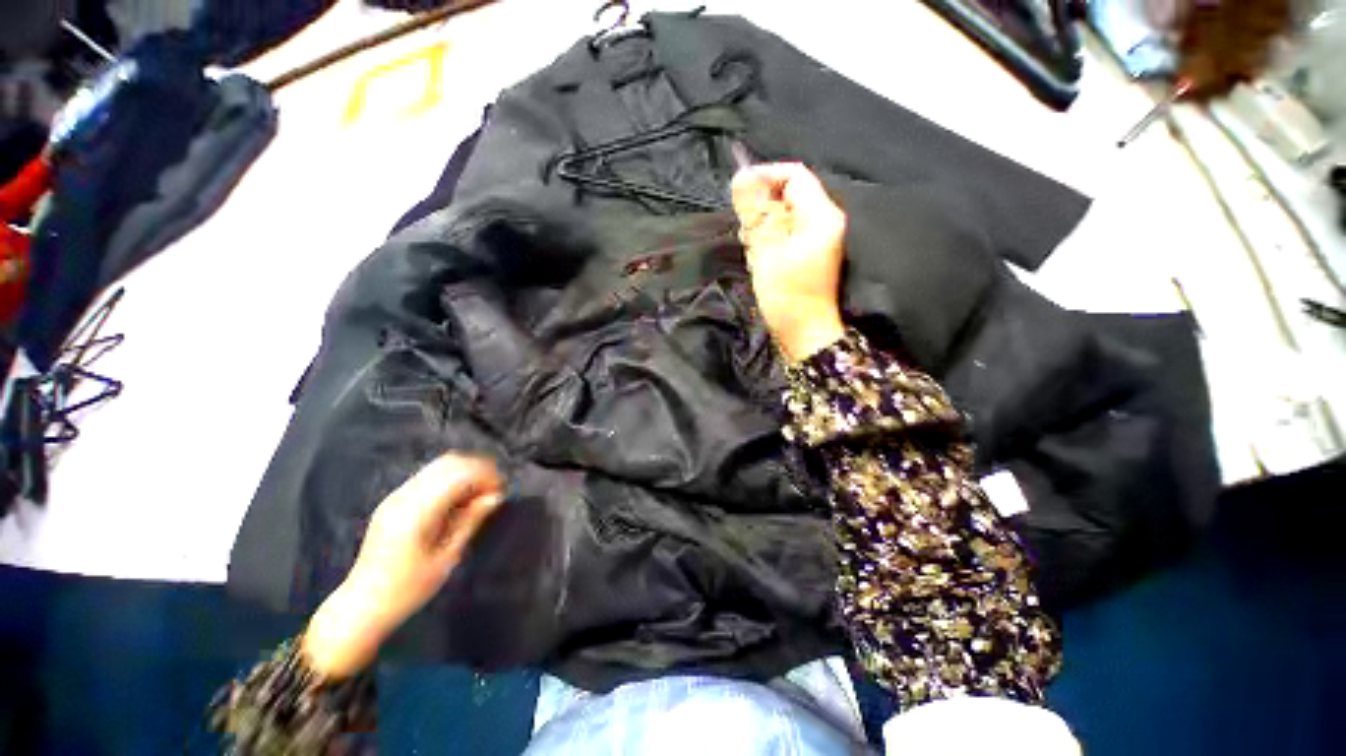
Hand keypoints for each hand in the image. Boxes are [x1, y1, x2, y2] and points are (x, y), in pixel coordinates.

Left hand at [302, 454, 503, 678]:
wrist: (362, 605)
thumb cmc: (408, 589)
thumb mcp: (446, 557)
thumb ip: (470, 520)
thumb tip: (496, 496)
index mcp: (417, 511)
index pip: (460, 474)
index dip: (486, 476)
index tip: (501, 491)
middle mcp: (405, 496)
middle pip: (450, 462)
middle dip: (478, 469)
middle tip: (494, 490)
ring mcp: (396, 496)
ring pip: (439, 465)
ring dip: (465, 471)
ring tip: (480, 493)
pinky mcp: (394, 500)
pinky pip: (429, 475)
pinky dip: (451, 477)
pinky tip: (460, 497)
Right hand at [731, 163, 846, 360]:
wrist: (804, 333)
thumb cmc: (787, 295)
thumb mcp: (767, 251)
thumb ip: (756, 213)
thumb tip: (742, 176)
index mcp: (821, 214)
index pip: (794, 175)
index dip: (765, 177)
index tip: (739, 193)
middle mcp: (824, 221)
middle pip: (788, 195)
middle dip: (761, 210)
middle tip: (747, 235)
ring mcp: (817, 239)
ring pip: (783, 217)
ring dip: (762, 229)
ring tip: (753, 253)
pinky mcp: (808, 254)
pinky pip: (785, 235)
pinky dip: (768, 243)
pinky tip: (759, 261)